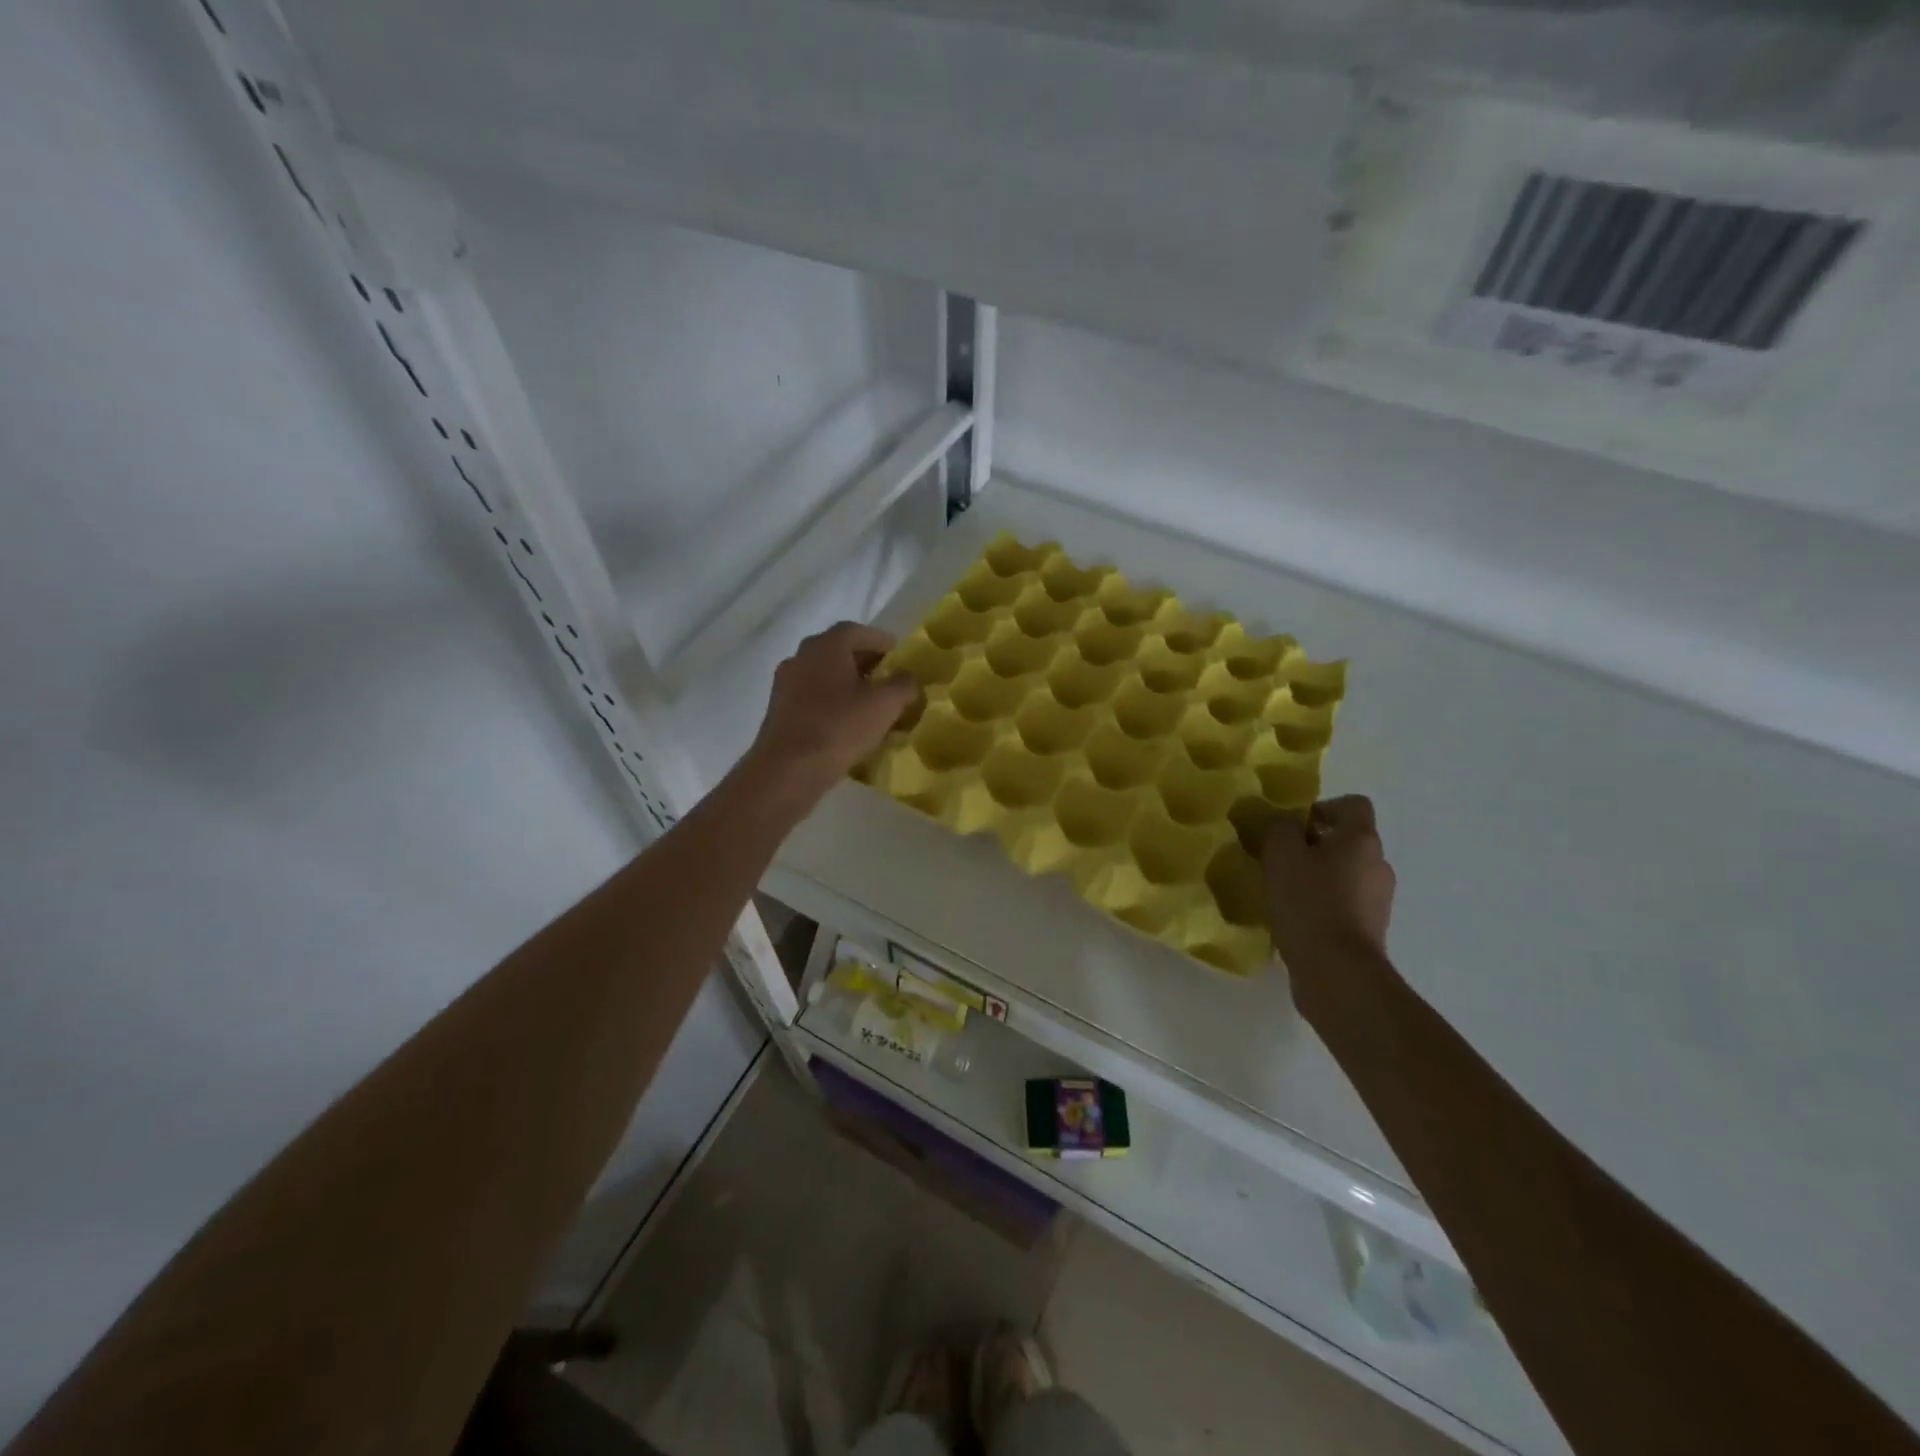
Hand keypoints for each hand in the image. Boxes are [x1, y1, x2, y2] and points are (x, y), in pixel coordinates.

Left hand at [743, 622, 920, 808]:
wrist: (788, 769)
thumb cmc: (839, 727)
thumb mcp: (885, 705)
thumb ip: (903, 685)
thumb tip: (908, 679)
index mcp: (826, 646)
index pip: (857, 631)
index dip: (881, 641)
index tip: (898, 655)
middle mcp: (801, 657)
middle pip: (838, 651)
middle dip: (865, 663)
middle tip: (888, 679)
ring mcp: (786, 684)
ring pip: (824, 676)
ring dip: (848, 684)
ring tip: (871, 704)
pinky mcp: (779, 711)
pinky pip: (812, 698)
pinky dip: (832, 703)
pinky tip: (847, 724)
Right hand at [1261, 796, 1395, 972]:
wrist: (1337, 971)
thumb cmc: (1309, 902)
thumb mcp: (1281, 854)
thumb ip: (1279, 827)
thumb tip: (1283, 821)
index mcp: (1362, 840)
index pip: (1353, 804)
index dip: (1323, 807)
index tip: (1293, 826)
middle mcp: (1378, 865)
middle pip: (1348, 840)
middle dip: (1315, 845)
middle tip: (1281, 859)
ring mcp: (1378, 900)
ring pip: (1346, 873)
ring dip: (1319, 876)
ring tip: (1285, 891)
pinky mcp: (1370, 930)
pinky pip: (1345, 903)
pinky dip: (1324, 903)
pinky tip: (1297, 918)